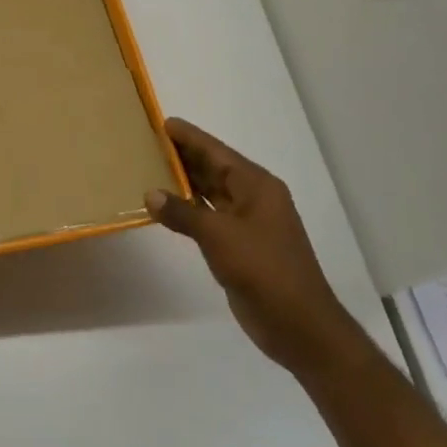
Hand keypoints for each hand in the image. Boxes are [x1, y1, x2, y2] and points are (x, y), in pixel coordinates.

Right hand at [147, 117, 367, 378]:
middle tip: (148, 141)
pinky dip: (188, 209)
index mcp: (257, 187)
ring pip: (210, 193)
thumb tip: (151, 194)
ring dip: (184, 182)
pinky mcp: (239, 246)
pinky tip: (165, 206)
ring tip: (150, 167)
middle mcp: (254, 199)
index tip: (163, 122)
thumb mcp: (219, 237)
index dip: (190, 137)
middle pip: (214, 169)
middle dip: (184, 156)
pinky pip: (209, 217)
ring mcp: (248, 223)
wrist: (298, 325)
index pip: (217, 153)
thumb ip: (184, 213)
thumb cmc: (263, 270)